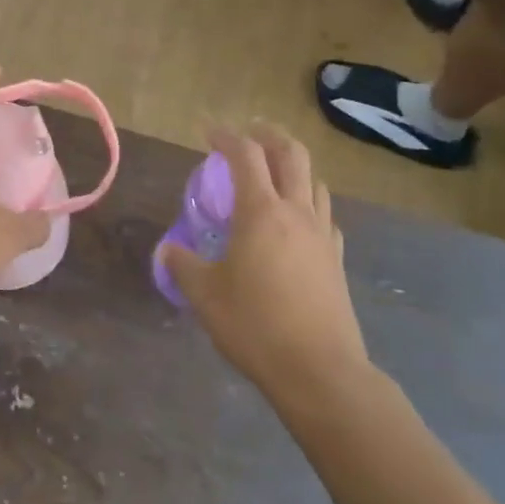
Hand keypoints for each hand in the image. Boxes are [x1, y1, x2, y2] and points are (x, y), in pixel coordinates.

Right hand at [160, 124, 370, 401]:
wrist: (320, 371)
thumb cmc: (255, 325)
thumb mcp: (205, 295)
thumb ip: (182, 265)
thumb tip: (168, 249)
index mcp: (261, 211)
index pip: (245, 155)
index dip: (226, 136)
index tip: (209, 132)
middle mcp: (296, 212)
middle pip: (291, 154)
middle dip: (269, 136)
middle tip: (249, 134)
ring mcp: (322, 235)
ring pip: (314, 182)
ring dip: (293, 167)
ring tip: (273, 175)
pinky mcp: (336, 260)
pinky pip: (325, 215)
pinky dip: (309, 203)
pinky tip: (297, 221)